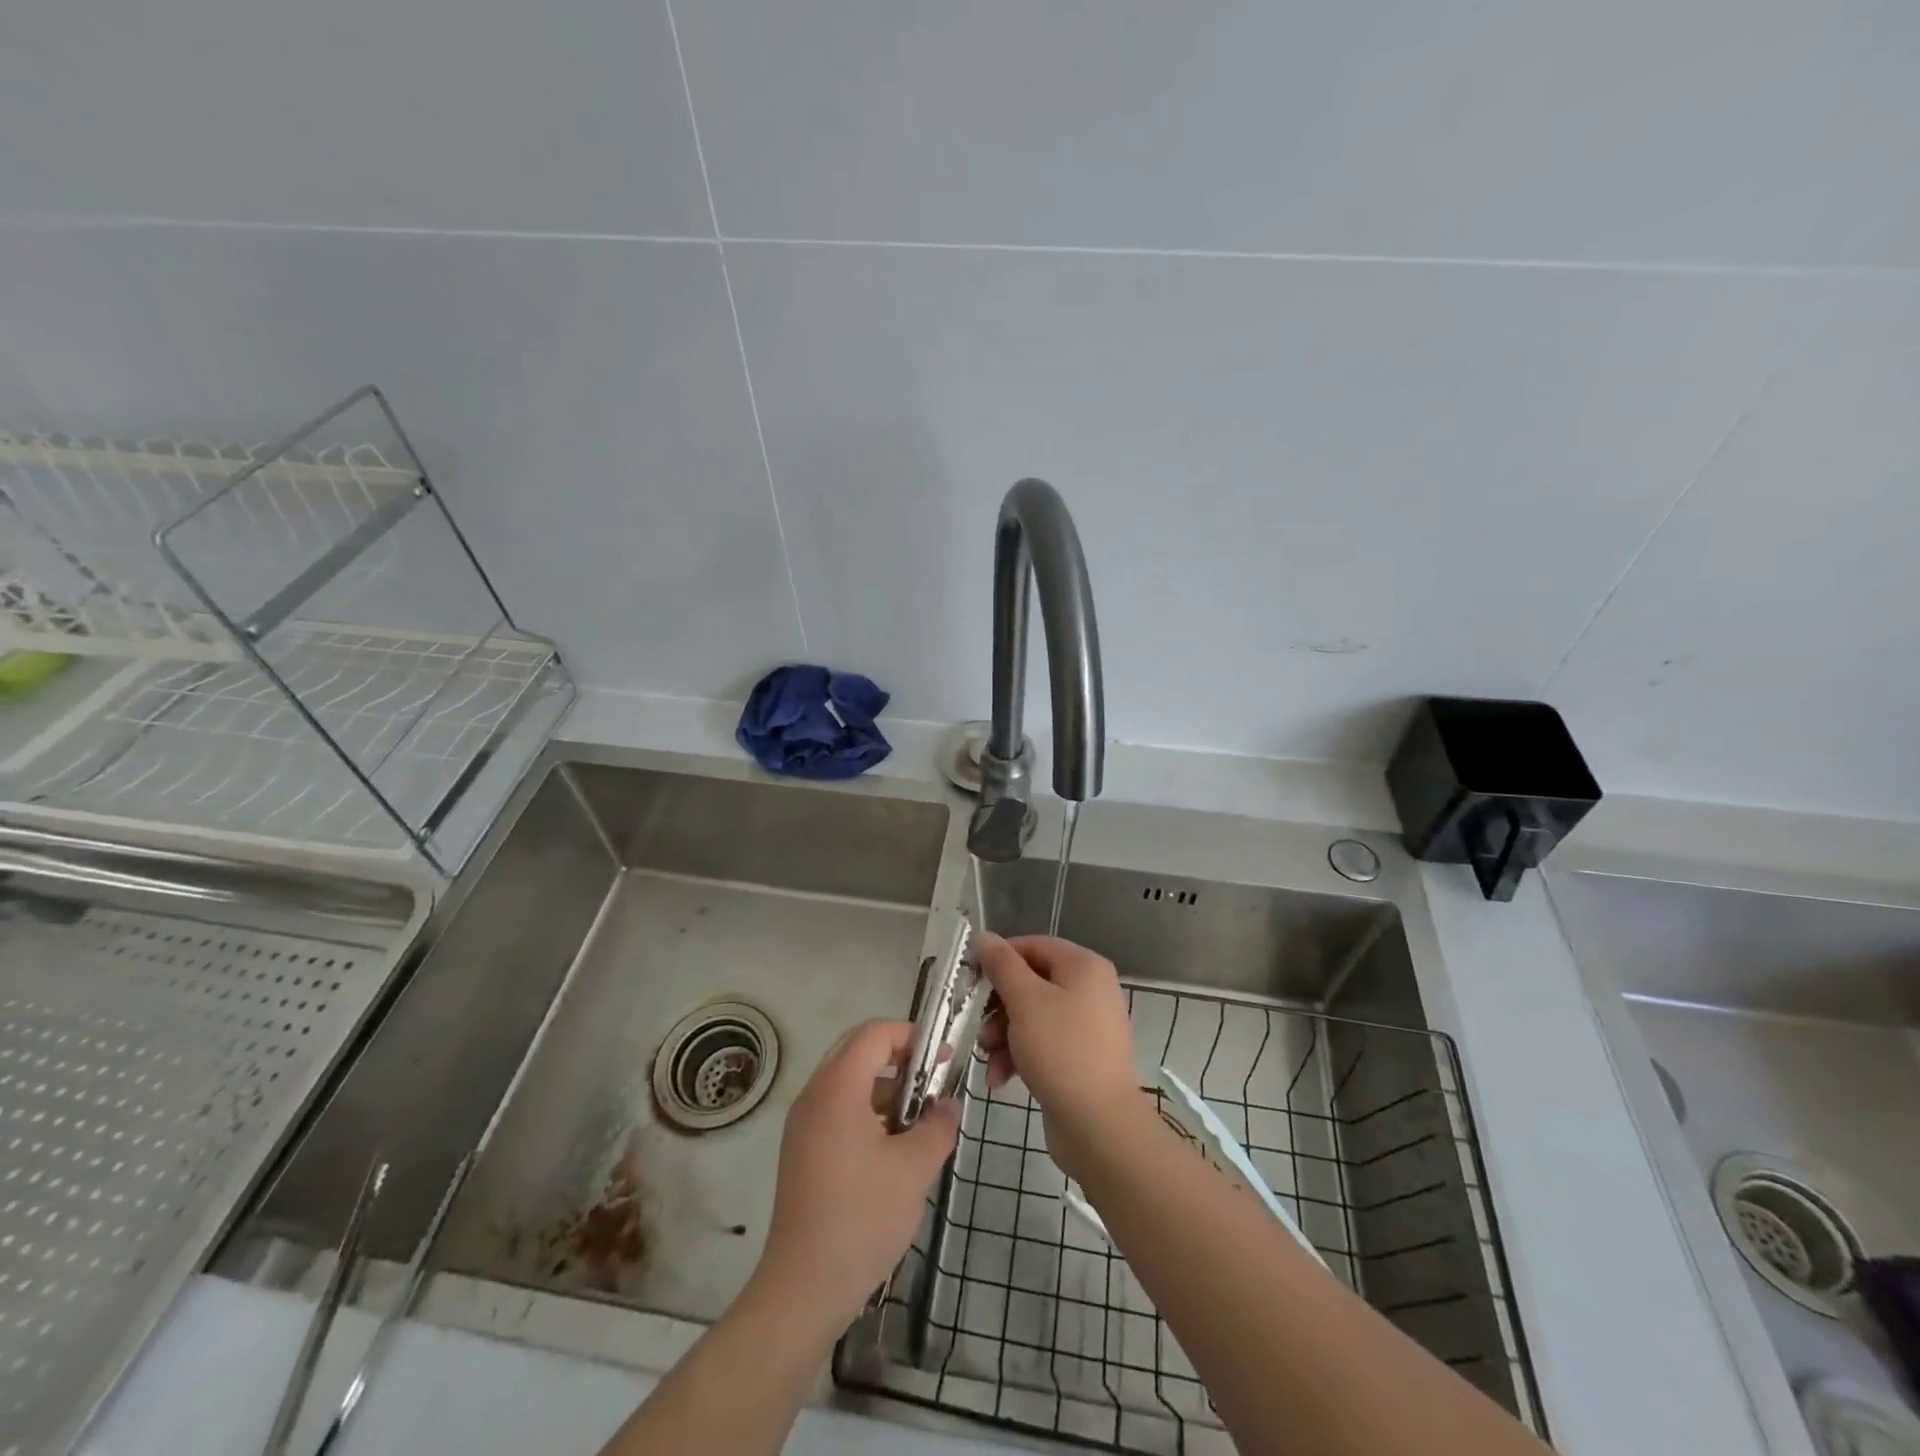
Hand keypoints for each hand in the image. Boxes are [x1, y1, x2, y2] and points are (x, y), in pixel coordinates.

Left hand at [754, 1019, 959, 1332]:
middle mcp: (814, 1095)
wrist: (803, 1289)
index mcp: (837, 1089)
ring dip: (884, 1087)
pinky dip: (867, 1110)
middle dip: (899, 1058)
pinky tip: (892, 1148)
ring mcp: (803, 1124)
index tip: (942, 1061)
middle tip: (931, 1083)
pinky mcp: (801, 1150)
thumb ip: (938, 1126)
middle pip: (857, 1050)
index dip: (911, 1037)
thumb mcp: (914, 1169)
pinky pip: (837, 1108)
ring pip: (847, 1081)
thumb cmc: (862, 1218)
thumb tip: (948, 1105)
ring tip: (918, 1120)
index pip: (874, 1034)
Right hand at [975, 934, 1145, 1179]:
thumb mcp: (1025, 1001)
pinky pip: (1041, 1044)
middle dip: (998, 1006)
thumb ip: (1002, 965)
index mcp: (1083, 966)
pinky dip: (1018, 1056)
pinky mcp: (1079, 1058)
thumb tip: (984, 937)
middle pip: (1030, 983)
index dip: (999, 958)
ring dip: (1003, 1035)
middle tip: (977, 1024)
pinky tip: (999, 1079)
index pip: (1033, 946)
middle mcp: (1089, 989)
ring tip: (988, 1058)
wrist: (1099, 1127)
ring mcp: (1086, 1026)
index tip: (970, 978)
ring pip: (1031, 1016)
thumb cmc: (1061, 1051)